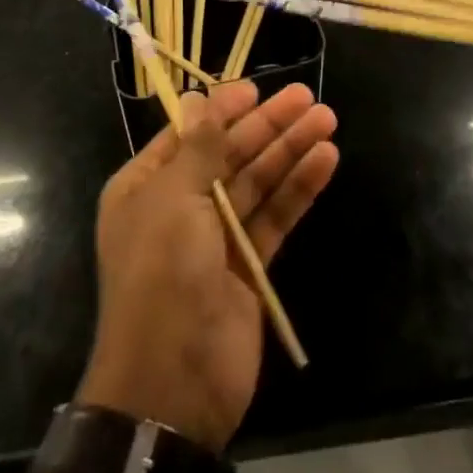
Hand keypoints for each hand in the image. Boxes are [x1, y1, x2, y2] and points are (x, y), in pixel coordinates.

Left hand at [79, 80, 338, 452]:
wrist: (173, 384)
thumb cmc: (161, 276)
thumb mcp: (173, 200)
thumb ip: (198, 149)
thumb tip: (199, 99)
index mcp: (145, 187)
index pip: (188, 134)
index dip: (222, 110)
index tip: (256, 89)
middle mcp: (179, 206)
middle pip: (230, 153)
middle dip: (268, 126)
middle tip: (307, 98)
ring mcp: (215, 237)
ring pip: (258, 181)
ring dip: (290, 151)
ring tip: (327, 120)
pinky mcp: (248, 265)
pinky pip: (275, 216)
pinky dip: (298, 188)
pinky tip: (325, 160)